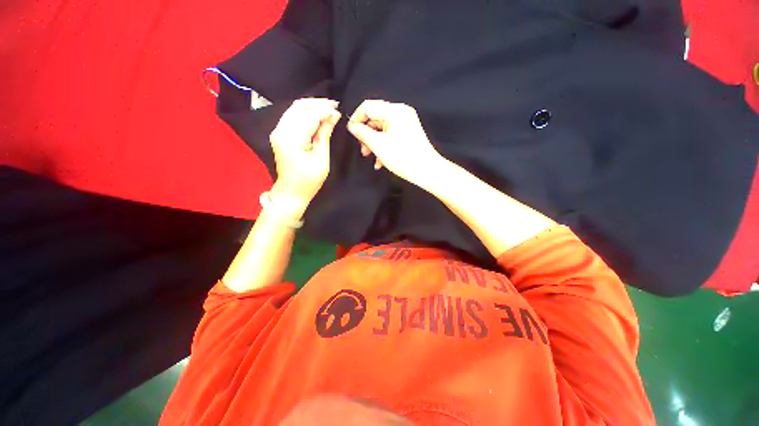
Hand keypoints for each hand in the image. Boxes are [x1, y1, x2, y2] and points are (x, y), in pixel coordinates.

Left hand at [269, 98, 340, 206]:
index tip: (338, 111)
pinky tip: (317, 115)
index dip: (325, 111)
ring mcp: (277, 131)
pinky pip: (292, 115)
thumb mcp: (322, 159)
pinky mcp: (279, 133)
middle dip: (318, 104)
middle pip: (299, 107)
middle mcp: (280, 130)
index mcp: (292, 139)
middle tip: (335, 106)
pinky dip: (305, 112)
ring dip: (312, 106)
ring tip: (328, 108)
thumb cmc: (309, 180)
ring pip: (294, 108)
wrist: (291, 191)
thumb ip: (325, 135)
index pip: (310, 116)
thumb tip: (334, 116)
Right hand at [347, 100, 443, 186]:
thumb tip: (352, 126)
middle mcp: (401, 113)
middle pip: (375, 118)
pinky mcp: (408, 133)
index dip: (356, 118)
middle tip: (362, 150)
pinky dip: (383, 146)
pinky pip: (390, 135)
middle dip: (366, 134)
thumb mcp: (378, 145)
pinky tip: (379, 161)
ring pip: (382, 129)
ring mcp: (406, 123)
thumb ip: (362, 133)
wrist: (427, 171)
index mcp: (394, 111)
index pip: (368, 107)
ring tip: (369, 157)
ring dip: (373, 143)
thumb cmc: (403, 157)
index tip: (351, 133)